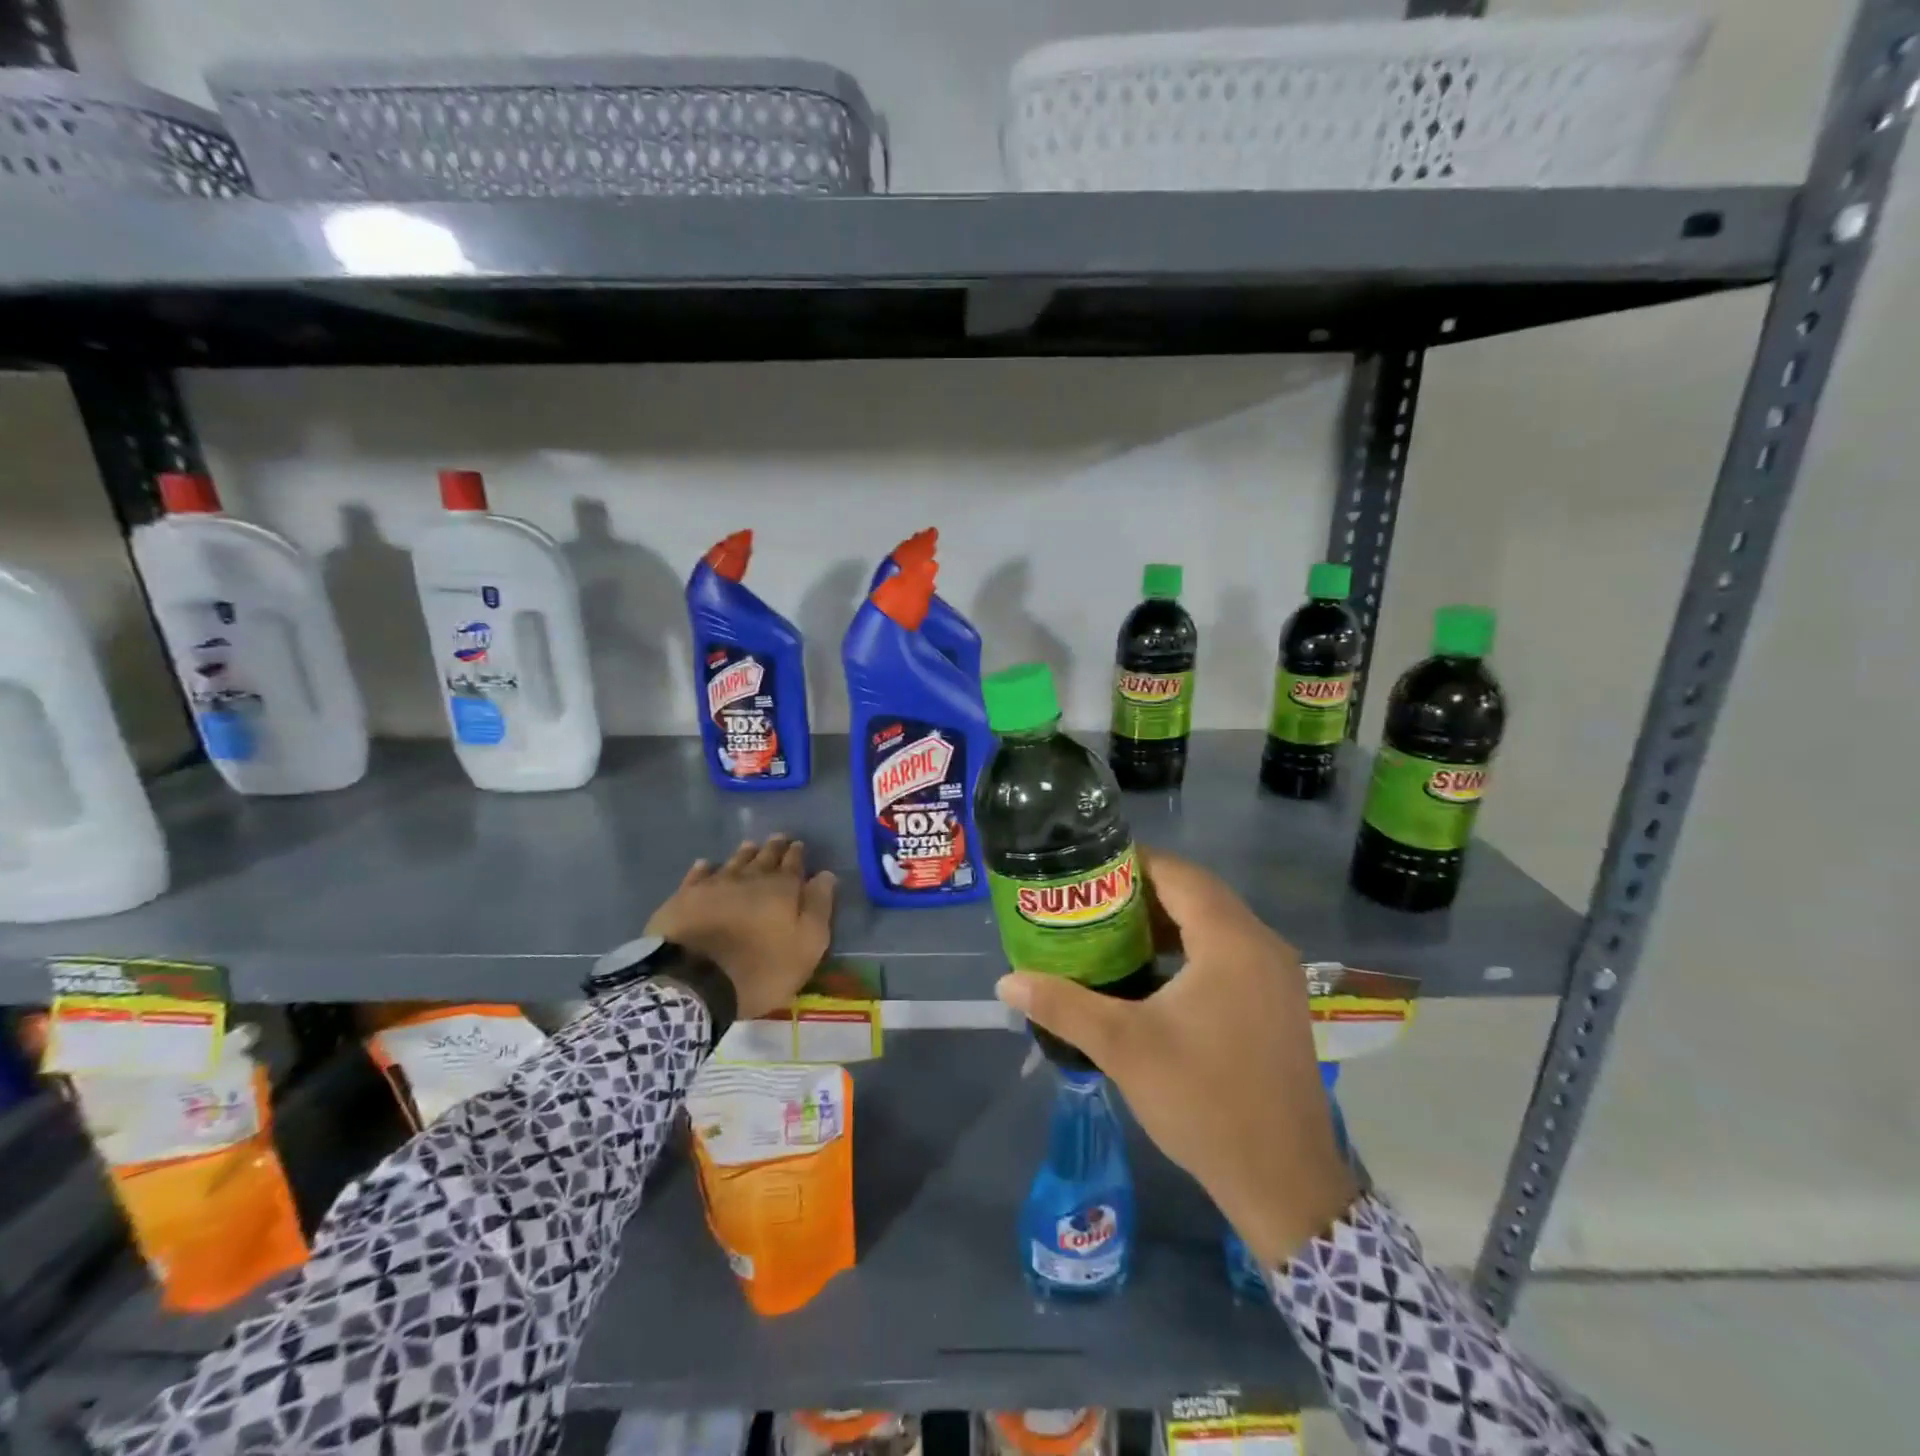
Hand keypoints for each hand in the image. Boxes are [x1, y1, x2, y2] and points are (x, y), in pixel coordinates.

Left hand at [646, 835, 836, 1019]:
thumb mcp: (806, 946)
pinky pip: (698, 875)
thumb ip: (818, 908)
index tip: (799, 844)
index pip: (793, 864)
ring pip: (734, 862)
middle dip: (774, 847)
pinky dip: (705, 868)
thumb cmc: (761, 969)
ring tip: (750, 845)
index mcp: (781, 889)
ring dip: (744, 853)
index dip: (797, 854)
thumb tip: (826, 875)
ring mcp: (714, 885)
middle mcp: (749, 878)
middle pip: (764, 857)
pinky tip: (706, 865)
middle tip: (779, 837)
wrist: (695, 981)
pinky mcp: (684, 898)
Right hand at [995, 847, 1357, 1266]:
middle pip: (1197, 894)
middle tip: (1090, 901)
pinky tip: (1153, 974)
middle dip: (1143, 892)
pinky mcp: (1279, 1003)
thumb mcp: (1123, 1047)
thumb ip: (1063, 1005)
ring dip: (1167, 922)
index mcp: (1231, 941)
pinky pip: (1230, 953)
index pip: (1178, 874)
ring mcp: (1277, 976)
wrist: (1284, 1183)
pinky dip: (1191, 949)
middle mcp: (1262, 945)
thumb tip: (1007, 982)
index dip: (1131, 863)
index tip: (1086, 870)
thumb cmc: (1203, 1101)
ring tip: (1111, 931)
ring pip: (1215, 924)